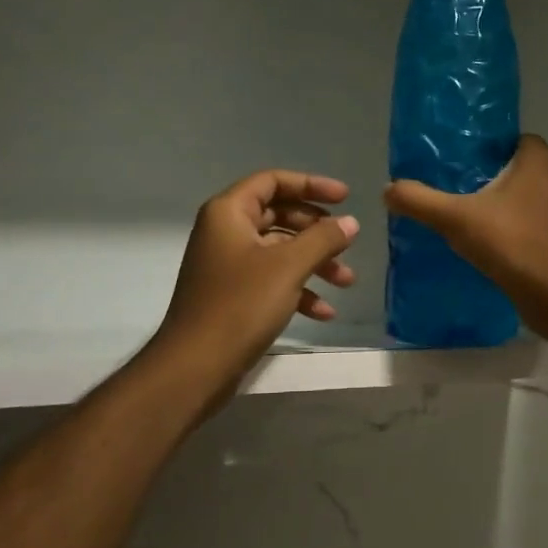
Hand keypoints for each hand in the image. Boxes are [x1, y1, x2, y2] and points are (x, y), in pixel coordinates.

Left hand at [147, 170, 359, 399]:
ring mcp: (229, 265)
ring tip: (346, 282)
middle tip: (347, 243)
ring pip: (280, 251)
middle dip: (318, 231)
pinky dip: (299, 290)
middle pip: (279, 215)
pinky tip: (324, 313)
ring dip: (315, 263)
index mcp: (229, 213)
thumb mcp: (288, 267)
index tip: (346, 197)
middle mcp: (226, 232)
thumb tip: (351, 222)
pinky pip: (272, 280)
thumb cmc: (240, 305)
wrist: (196, 366)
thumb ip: (322, 239)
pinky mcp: (234, 296)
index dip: (311, 184)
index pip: (273, 181)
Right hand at [383, 135, 547, 299]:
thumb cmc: (510, 240)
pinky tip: (502, 252)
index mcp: (540, 161)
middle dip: (498, 182)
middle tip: (465, 194)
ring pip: (535, 203)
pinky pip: (542, 232)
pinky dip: (525, 238)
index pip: (517, 141)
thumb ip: (420, 201)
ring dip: (512, 211)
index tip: (465, 165)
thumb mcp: (454, 218)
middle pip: (525, 172)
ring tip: (478, 224)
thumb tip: (388, 189)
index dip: (492, 151)